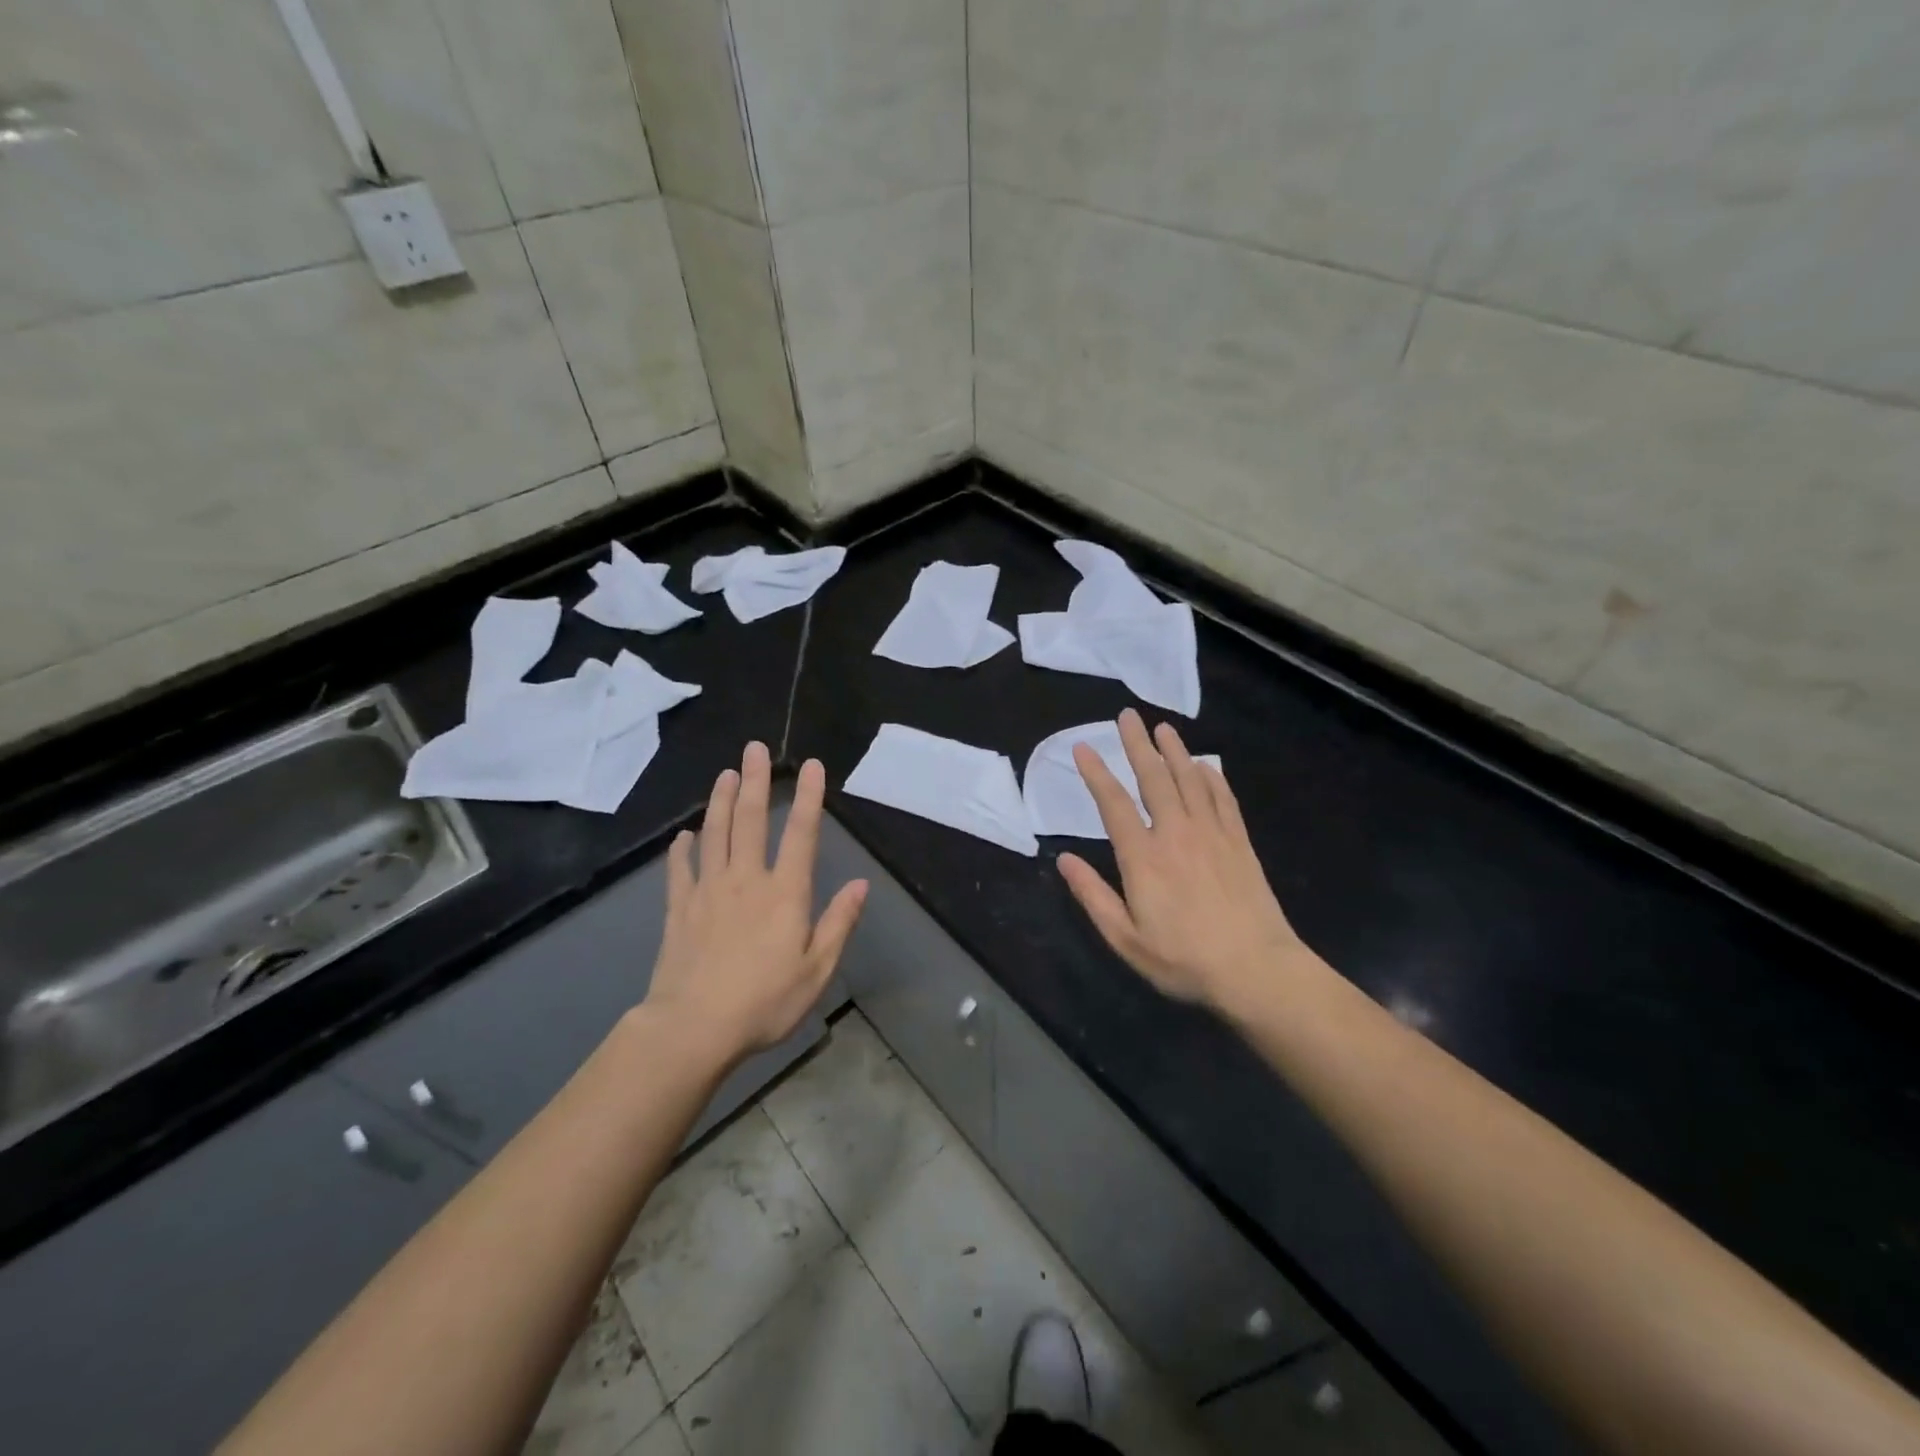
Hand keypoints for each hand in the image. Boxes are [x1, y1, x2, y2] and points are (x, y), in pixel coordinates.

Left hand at [647, 742, 867, 1061]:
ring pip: (715, 834)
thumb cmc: (764, 1002)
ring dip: (721, 801)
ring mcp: (708, 891)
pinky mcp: (680, 910)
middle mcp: (746, 880)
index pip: (802, 834)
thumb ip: (838, 923)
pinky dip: (682, 850)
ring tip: (725, 774)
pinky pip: (680, 871)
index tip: (812, 765)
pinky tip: (684, 836)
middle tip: (753, 748)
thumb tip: (861, 884)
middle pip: (752, 821)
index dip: (810, 797)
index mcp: (785, 893)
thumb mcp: (816, 970)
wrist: (693, 1028)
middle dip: (756, 781)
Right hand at [1057, 709, 1310, 1015]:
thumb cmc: (1184, 959)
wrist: (1256, 970)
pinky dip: (1212, 778)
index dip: (1096, 773)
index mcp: (1143, 857)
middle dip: (1137, 745)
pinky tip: (1206, 766)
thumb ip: (1093, 896)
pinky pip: (1224, 799)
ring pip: (1190, 780)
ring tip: (1163, 728)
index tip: (1083, 747)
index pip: (1113, 804)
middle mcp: (1176, 834)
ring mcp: (1212, 835)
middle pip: (1154, 779)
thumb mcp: (1126, 939)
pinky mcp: (1239, 843)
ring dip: (1175, 751)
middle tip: (1127, 716)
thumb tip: (1064, 860)